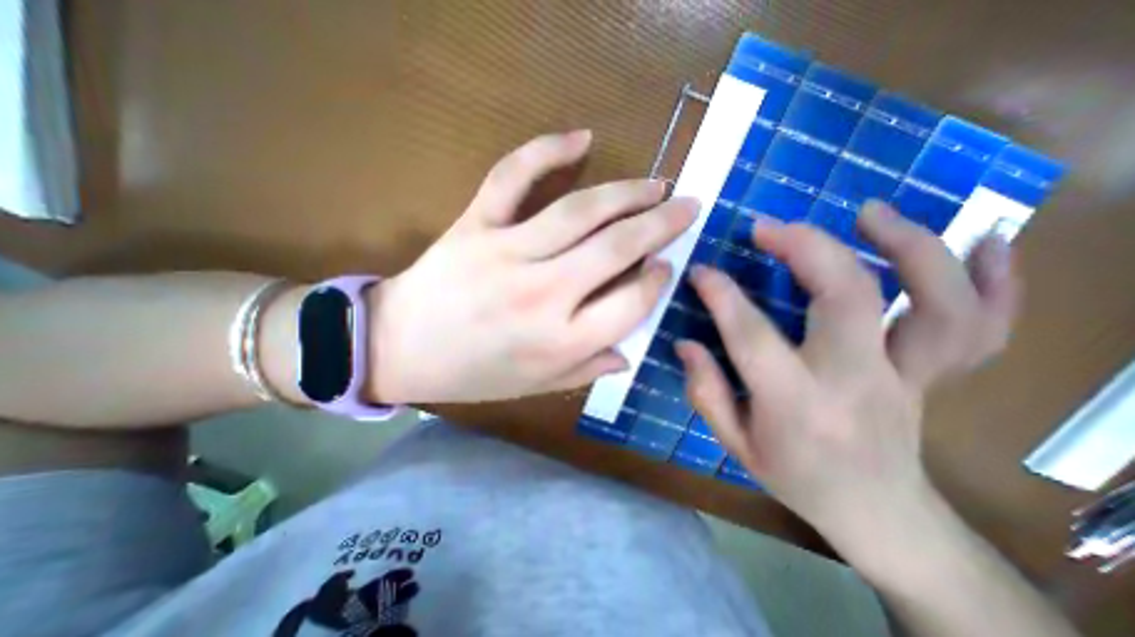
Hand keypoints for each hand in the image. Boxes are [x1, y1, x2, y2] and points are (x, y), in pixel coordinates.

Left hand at [372, 130, 701, 403]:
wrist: (398, 348)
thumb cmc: (470, 375)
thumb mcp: (534, 387)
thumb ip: (586, 371)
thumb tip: (628, 353)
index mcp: (558, 343)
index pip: (629, 305)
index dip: (656, 281)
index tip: (667, 265)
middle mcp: (542, 296)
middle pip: (615, 249)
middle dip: (661, 224)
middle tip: (687, 206)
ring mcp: (506, 254)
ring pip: (580, 211)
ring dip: (627, 193)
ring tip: (656, 184)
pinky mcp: (475, 225)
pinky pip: (513, 176)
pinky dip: (546, 149)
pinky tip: (582, 137)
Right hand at [672, 201, 1019, 551]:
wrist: (878, 514)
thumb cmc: (794, 477)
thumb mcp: (735, 444)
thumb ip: (705, 392)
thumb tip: (685, 344)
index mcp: (795, 403)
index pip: (752, 336)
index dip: (722, 297)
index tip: (700, 271)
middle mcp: (856, 381)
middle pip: (848, 298)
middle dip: (806, 249)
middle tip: (769, 226)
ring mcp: (908, 375)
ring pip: (933, 302)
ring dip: (907, 246)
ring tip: (868, 212)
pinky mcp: (935, 373)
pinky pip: (982, 326)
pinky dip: (995, 280)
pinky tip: (985, 241)